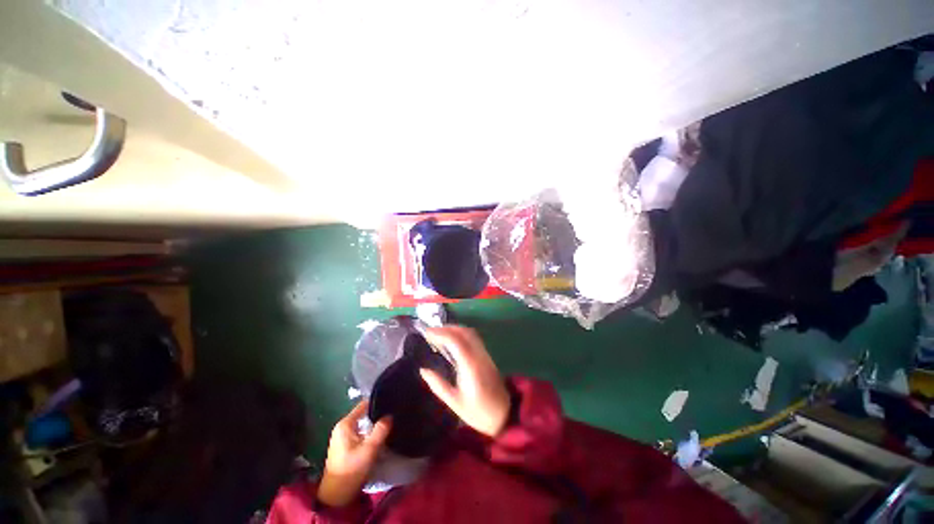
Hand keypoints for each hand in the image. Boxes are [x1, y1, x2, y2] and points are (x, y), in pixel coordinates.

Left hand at [318, 401, 390, 506]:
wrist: (336, 495)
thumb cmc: (351, 470)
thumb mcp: (369, 449)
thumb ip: (380, 430)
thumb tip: (389, 415)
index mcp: (345, 424)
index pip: (364, 404)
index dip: (377, 402)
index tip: (391, 402)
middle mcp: (343, 427)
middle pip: (364, 413)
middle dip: (377, 414)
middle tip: (393, 413)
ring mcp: (343, 437)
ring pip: (363, 424)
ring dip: (374, 424)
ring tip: (390, 423)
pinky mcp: (346, 446)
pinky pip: (361, 432)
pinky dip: (370, 432)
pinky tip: (380, 435)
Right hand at [420, 326, 510, 437]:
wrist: (504, 414)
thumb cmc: (478, 412)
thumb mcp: (455, 402)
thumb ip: (438, 385)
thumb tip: (423, 370)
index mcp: (470, 366)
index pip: (456, 341)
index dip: (441, 333)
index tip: (427, 332)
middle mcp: (479, 355)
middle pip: (464, 332)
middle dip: (447, 328)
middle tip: (431, 331)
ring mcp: (485, 354)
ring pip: (470, 333)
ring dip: (455, 329)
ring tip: (439, 333)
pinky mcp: (487, 356)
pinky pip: (474, 338)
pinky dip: (461, 333)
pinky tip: (452, 340)